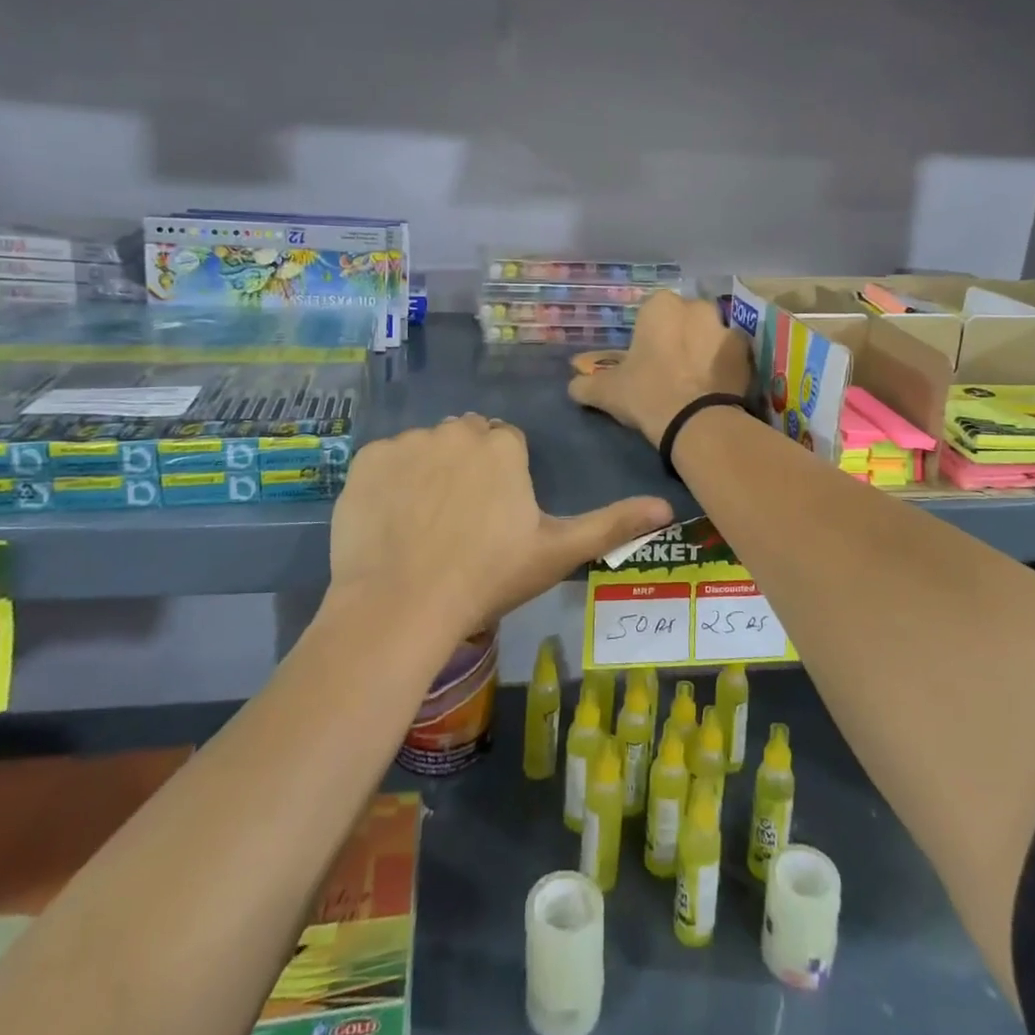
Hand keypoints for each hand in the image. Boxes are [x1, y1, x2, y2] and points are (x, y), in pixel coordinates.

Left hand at [329, 414, 673, 644]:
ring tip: (424, 527)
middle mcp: (458, 429)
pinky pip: (386, 462)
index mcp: (503, 444)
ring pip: (427, 448)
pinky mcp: (367, 459)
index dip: (502, 483)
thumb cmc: (487, 577)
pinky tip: (390, 523)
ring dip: (429, 473)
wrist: (401, 605)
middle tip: (461, 523)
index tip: (494, 521)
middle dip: (468, 468)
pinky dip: (389, 483)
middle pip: (468, 440)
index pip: (506, 446)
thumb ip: (612, 524)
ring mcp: (408, 441)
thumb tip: (667, 506)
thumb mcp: (557, 552)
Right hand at [569, 291, 750, 447]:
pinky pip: (732, 355)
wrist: (695, 421)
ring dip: (704, 349)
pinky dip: (725, 366)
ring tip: (695, 380)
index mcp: (661, 306)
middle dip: (679, 336)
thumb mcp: (606, 391)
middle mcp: (696, 307)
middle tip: (670, 368)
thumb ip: (586, 384)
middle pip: (685, 319)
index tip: (645, 358)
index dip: (648, 335)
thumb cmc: (646, 393)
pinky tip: (715, 387)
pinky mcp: (746, 353)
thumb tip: (574, 385)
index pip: (652, 312)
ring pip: (710, 334)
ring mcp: (725, 328)